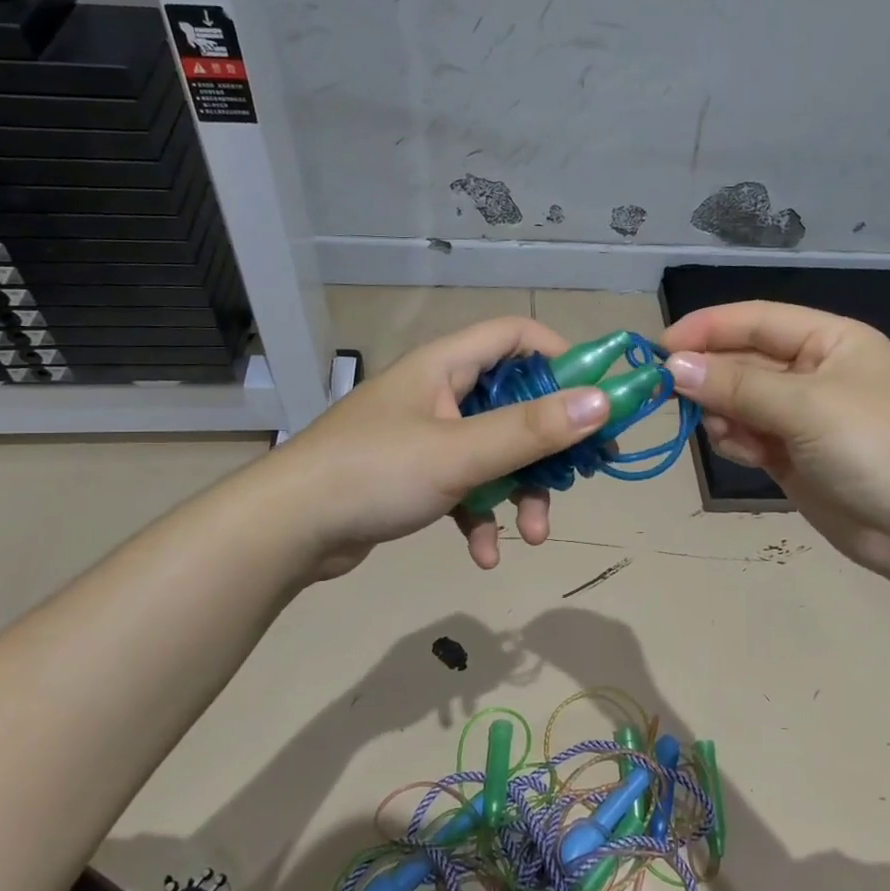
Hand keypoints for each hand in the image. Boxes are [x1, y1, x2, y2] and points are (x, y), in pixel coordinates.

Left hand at [266, 317, 609, 576]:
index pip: (517, 336)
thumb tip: (602, 402)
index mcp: (446, 366)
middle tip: (578, 478)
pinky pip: (466, 488)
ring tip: (534, 535)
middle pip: (516, 403)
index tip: (597, 398)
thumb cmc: (375, 474)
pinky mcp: (416, 477)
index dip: (563, 358)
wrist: (287, 531)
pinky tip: (485, 554)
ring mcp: (427, 436)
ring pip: (495, 453)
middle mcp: (440, 393)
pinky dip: (482, 517)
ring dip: (520, 493)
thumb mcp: (460, 453)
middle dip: (547, 448)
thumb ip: (531, 430)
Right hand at [661, 301, 889, 579]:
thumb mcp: (805, 406)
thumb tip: (672, 367)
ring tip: (724, 433)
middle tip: (668, 395)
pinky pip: (747, 435)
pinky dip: (736, 441)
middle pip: (743, 361)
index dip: (707, 329)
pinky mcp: (792, 455)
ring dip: (722, 414)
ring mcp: (802, 416)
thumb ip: (736, 385)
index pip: (756, 320)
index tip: (659, 349)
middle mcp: (814, 372)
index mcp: (830, 341)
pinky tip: (743, 452)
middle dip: (710, 377)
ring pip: (739, 401)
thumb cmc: (873, 447)